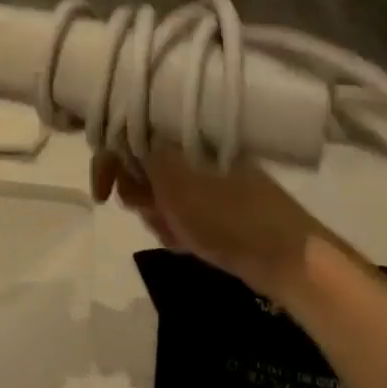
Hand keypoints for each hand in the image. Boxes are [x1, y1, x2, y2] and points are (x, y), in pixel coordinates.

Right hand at [92, 147, 335, 306]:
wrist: (284, 256)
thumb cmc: (224, 215)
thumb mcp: (171, 182)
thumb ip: (137, 154)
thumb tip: (112, 135)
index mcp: (183, 131)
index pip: (128, 133)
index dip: (108, 162)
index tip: (102, 195)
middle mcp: (191, 146)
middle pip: (138, 166)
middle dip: (138, 196)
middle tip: (156, 213)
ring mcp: (204, 175)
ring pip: (155, 193)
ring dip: (157, 216)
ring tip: (178, 233)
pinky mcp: (214, 201)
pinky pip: (176, 210)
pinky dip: (175, 227)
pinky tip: (189, 243)